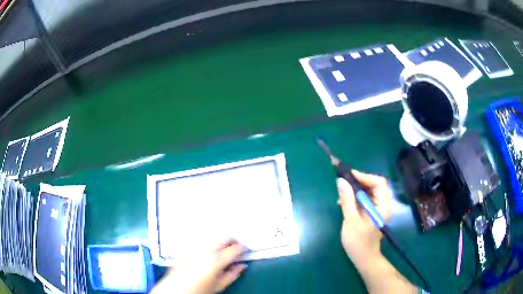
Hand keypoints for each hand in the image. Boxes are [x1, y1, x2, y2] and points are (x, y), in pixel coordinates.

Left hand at [151, 239, 246, 293]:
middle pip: (223, 236)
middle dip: (233, 239)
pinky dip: (209, 240)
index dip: (242, 248)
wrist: (176, 287)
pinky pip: (202, 238)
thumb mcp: (219, 285)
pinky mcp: (188, 246)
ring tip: (224, 246)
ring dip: (221, 238)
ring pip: (212, 235)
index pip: (234, 249)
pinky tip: (210, 247)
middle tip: (236, 246)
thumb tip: (242, 265)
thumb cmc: (200, 289)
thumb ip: (233, 274)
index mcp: (216, 260)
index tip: (246, 250)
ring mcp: (195, 246)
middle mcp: (206, 249)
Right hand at [336, 170, 391, 265]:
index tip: (349, 176)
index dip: (365, 177)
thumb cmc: (358, 241)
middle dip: (360, 181)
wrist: (363, 257)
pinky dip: (355, 196)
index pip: (379, 183)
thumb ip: (348, 200)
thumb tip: (341, 181)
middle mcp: (383, 204)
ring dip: (356, 188)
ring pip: (369, 190)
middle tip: (344, 182)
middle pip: (375, 184)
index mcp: (382, 205)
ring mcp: (377, 208)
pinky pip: (365, 198)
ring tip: (342, 192)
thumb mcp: (351, 220)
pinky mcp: (371, 211)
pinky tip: (344, 201)